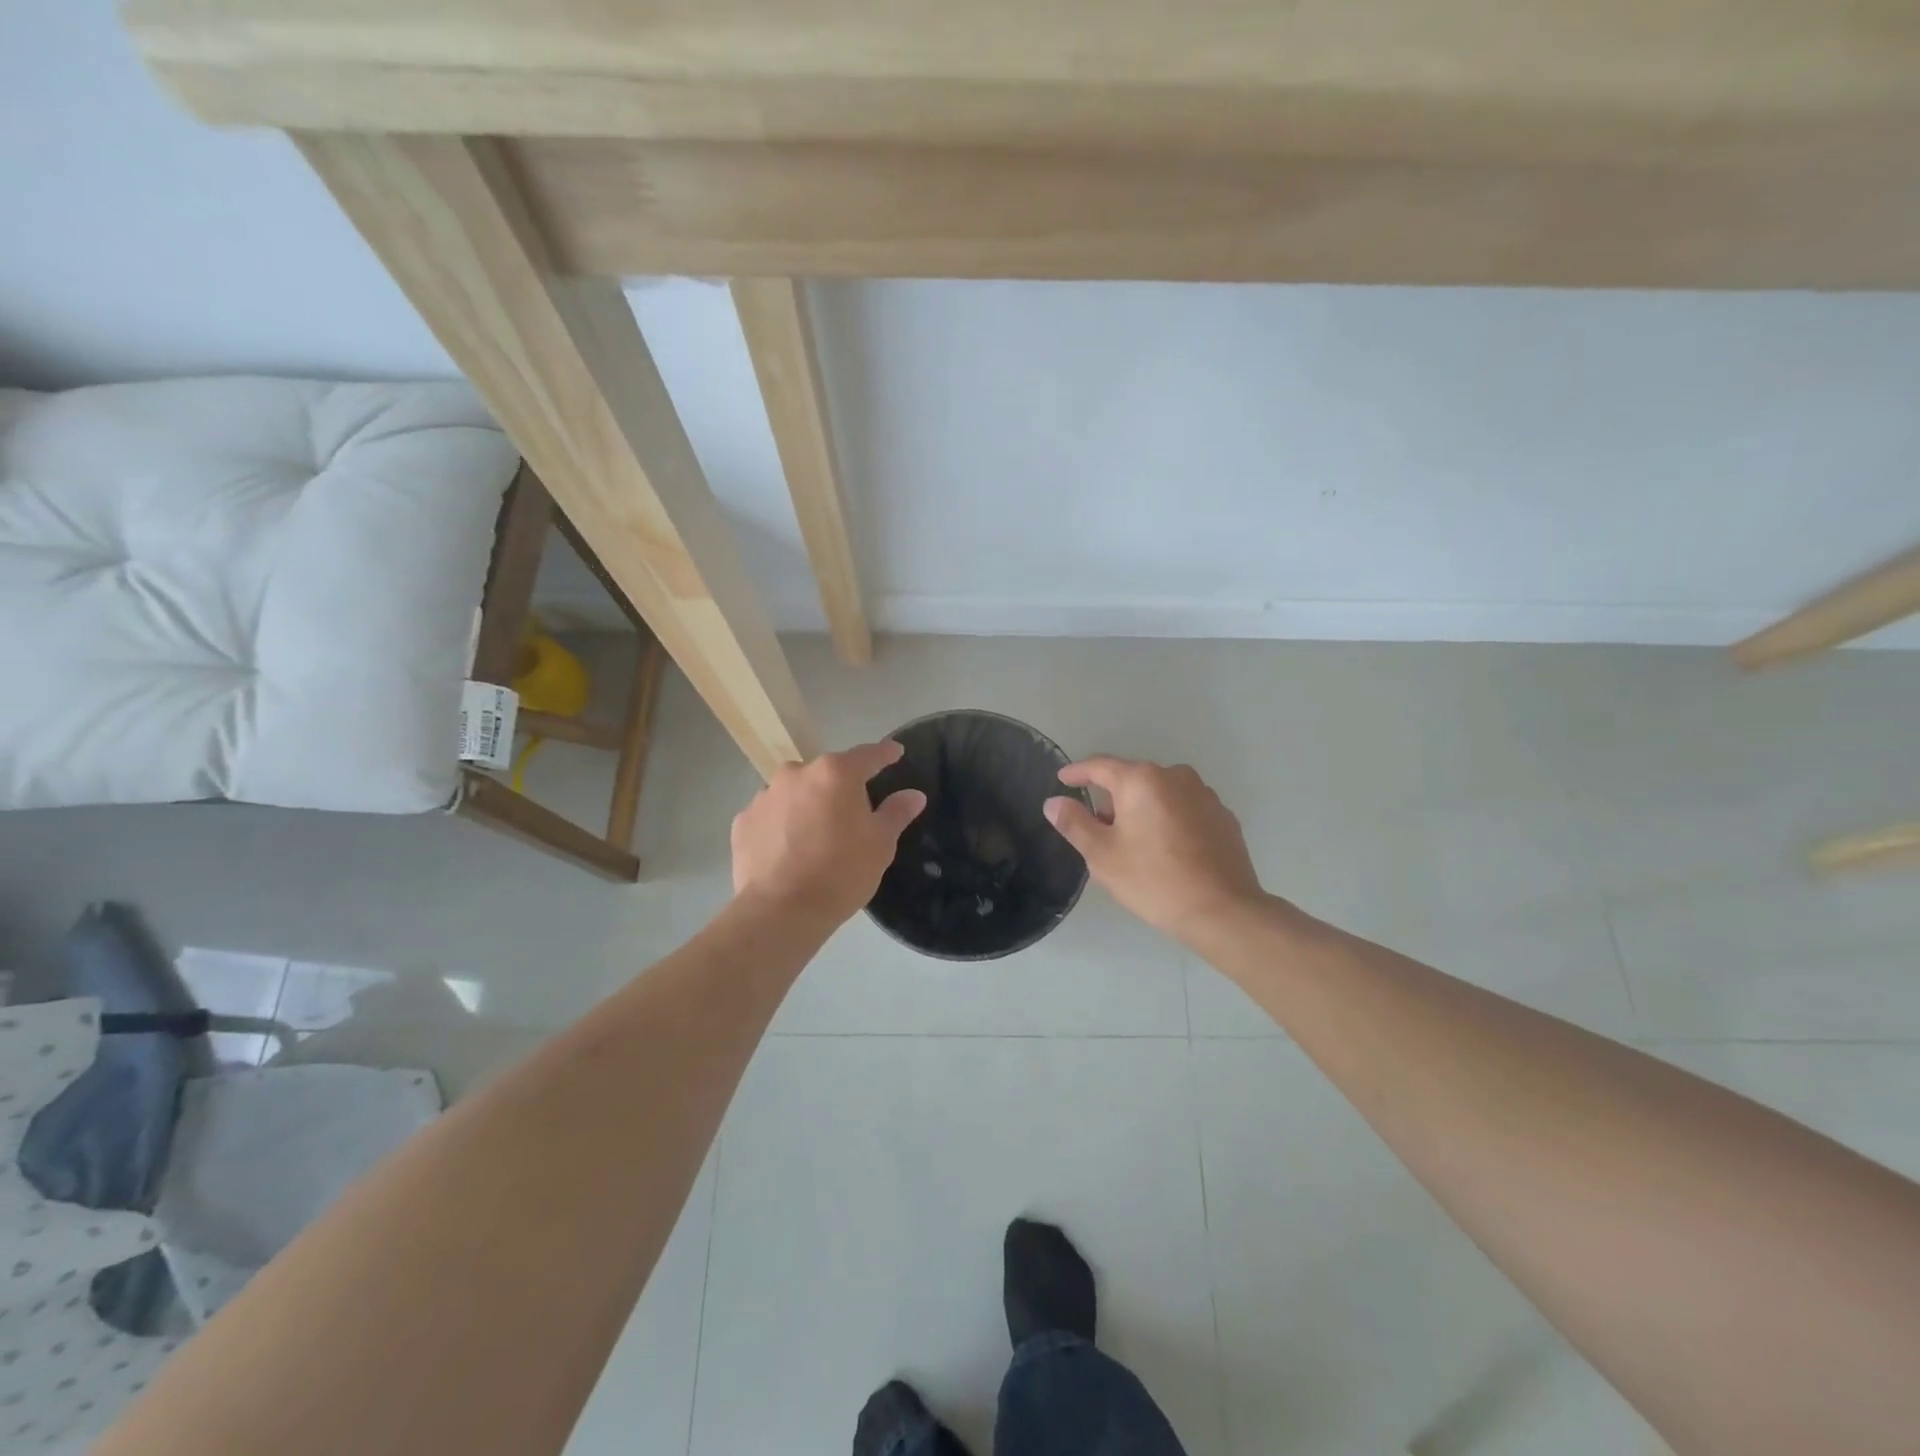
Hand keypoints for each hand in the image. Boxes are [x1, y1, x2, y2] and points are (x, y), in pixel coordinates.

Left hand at [732, 740, 927, 925]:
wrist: (781, 911)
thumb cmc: (841, 872)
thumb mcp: (880, 844)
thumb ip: (896, 812)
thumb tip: (913, 795)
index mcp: (836, 773)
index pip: (868, 755)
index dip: (885, 755)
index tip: (895, 753)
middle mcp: (797, 774)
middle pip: (827, 774)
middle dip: (840, 788)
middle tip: (851, 816)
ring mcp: (765, 796)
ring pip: (795, 793)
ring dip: (807, 805)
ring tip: (815, 837)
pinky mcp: (742, 821)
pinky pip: (770, 816)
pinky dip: (781, 825)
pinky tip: (788, 851)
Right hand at [1044, 756, 1264, 942]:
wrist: (1224, 911)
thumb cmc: (1154, 880)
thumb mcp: (1102, 855)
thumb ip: (1074, 823)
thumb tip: (1054, 802)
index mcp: (1141, 780)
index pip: (1099, 766)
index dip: (1077, 772)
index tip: (1062, 780)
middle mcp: (1174, 776)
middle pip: (1131, 779)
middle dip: (1111, 798)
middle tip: (1098, 829)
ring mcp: (1204, 794)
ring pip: (1159, 793)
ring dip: (1141, 809)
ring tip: (1133, 843)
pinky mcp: (1223, 816)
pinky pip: (1183, 808)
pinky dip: (1167, 819)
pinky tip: (1166, 849)